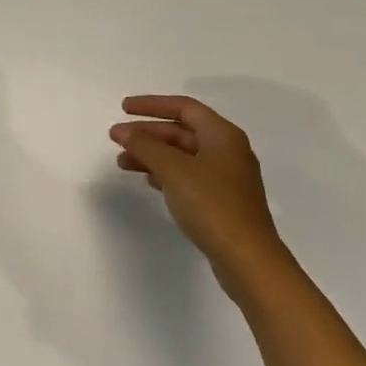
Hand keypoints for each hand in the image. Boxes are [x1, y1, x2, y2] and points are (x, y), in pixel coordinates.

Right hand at [110, 95, 291, 297]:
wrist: (248, 261)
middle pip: (182, 131)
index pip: (184, 107)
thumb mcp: (174, 170)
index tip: (124, 109)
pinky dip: (165, 173)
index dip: (152, 104)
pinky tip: (147, 180)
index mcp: (222, 135)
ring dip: (152, 155)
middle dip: (148, 133)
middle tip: (117, 138)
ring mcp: (226, 178)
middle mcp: (227, 150)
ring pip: (182, 155)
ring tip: (122, 162)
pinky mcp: (222, 201)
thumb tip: (124, 131)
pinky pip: (188, 176)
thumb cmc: (212, 205)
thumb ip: (146, 146)